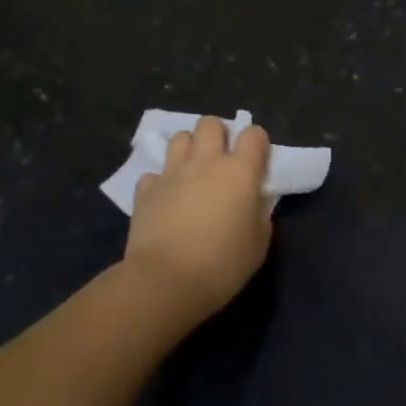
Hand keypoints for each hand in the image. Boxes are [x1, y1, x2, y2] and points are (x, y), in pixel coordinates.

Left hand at [125, 116, 273, 322]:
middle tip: (221, 160)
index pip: (253, 134)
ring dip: (188, 149)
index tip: (256, 161)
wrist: (166, 282)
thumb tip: (254, 201)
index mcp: (240, 171)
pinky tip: (165, 199)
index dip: (256, 143)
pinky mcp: (145, 190)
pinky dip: (160, 182)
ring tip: (192, 171)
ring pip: (179, 137)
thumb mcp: (259, 244)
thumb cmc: (222, 265)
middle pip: (210, 123)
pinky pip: (154, 173)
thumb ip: (260, 213)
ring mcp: (172, 172)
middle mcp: (206, 161)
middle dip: (217, 135)